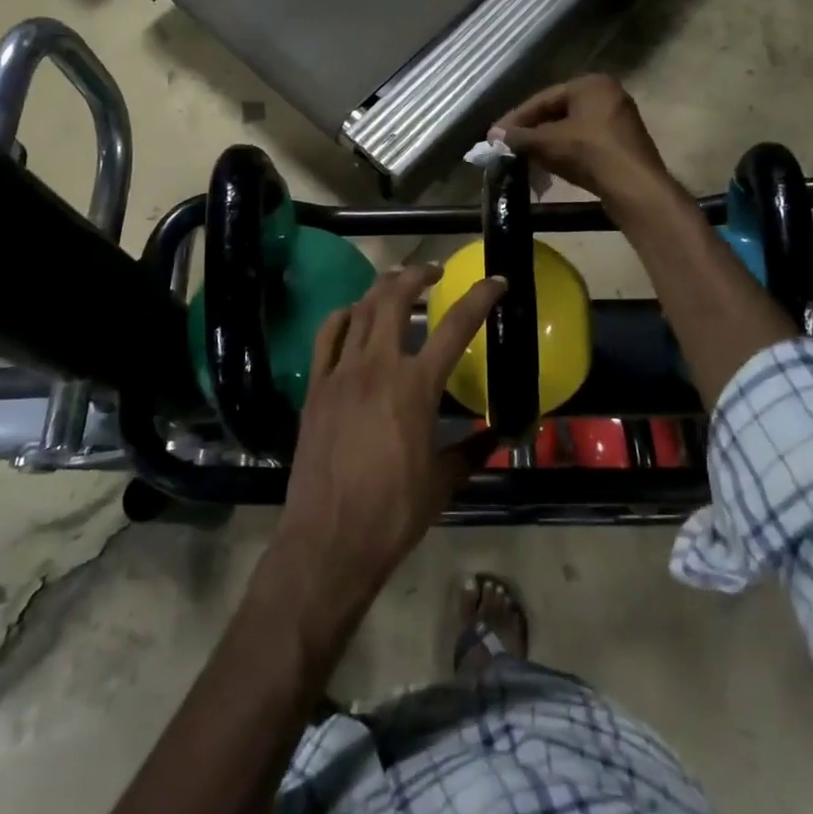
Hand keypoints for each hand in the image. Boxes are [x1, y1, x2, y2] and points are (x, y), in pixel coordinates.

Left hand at [275, 265, 505, 613]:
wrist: (328, 541)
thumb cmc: (393, 513)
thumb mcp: (442, 482)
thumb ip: (470, 450)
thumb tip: (495, 434)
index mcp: (416, 386)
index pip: (455, 326)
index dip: (479, 298)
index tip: (496, 281)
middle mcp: (377, 366)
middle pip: (396, 298)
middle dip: (418, 274)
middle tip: (434, 272)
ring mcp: (341, 372)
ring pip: (361, 309)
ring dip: (382, 288)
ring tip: (397, 285)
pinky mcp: (316, 386)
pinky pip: (328, 335)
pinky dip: (344, 315)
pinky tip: (354, 316)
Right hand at [492, 74, 673, 210]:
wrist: (633, 187)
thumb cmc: (589, 153)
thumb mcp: (547, 142)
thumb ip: (519, 136)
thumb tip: (493, 135)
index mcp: (591, 84)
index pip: (544, 98)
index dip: (517, 117)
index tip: (496, 134)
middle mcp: (608, 95)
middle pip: (558, 112)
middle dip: (532, 130)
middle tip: (509, 146)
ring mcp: (619, 120)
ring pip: (572, 128)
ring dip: (547, 143)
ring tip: (524, 157)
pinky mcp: (623, 144)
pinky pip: (586, 142)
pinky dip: (566, 151)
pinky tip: (550, 165)